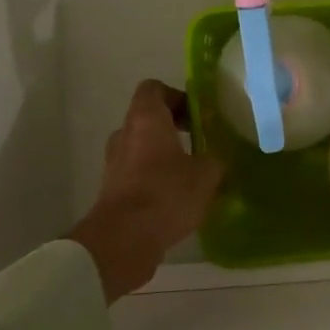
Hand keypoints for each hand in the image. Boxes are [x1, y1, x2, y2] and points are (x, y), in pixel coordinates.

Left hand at [70, 81, 222, 301]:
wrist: (123, 240)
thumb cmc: (166, 194)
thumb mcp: (207, 174)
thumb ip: (215, 159)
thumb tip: (216, 160)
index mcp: (146, 119)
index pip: (154, 89)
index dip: (178, 96)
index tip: (198, 115)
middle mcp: (125, 134)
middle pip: (148, 118)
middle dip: (175, 128)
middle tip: (201, 143)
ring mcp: (115, 163)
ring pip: (143, 147)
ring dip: (165, 155)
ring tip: (193, 174)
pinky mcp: (113, 190)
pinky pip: (138, 173)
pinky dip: (156, 178)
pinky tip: (178, 198)